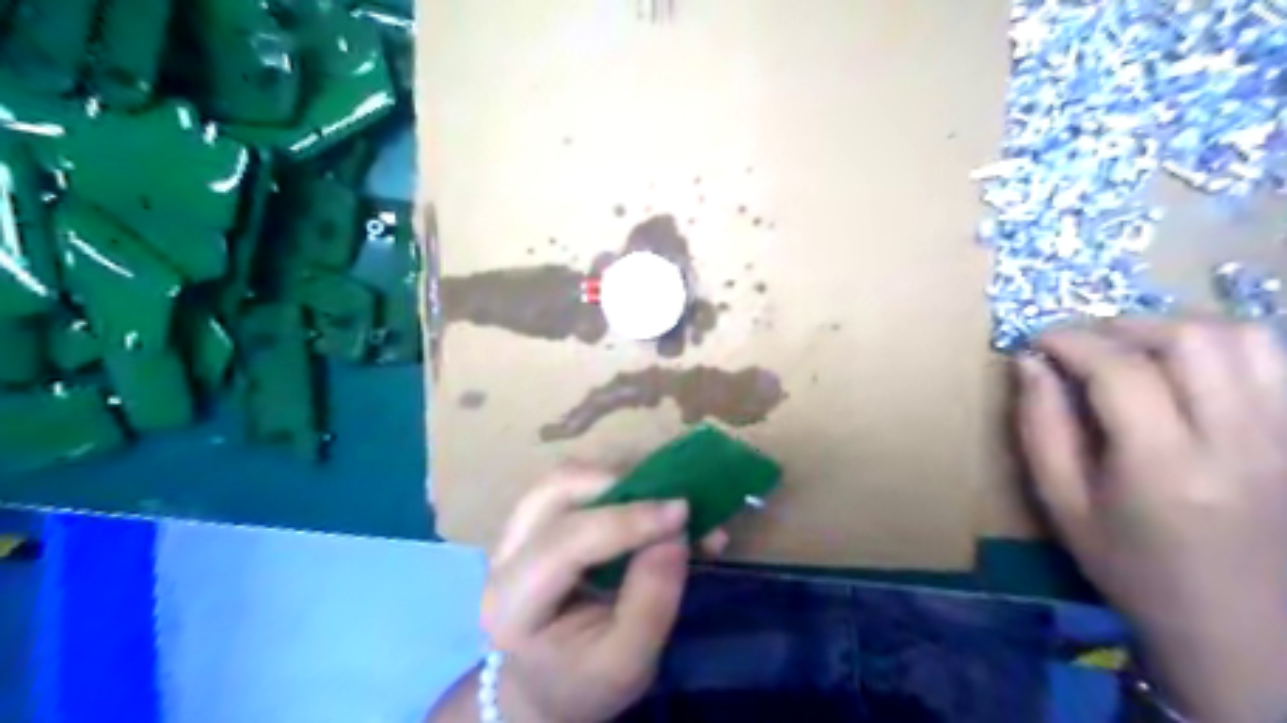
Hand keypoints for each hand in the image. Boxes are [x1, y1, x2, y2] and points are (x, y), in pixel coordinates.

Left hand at [482, 467, 722, 718]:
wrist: (546, 686)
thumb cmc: (584, 681)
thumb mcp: (627, 664)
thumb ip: (652, 601)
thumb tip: (675, 535)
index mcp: (515, 602)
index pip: (567, 540)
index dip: (628, 519)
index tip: (683, 512)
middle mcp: (505, 555)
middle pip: (555, 489)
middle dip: (618, 484)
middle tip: (668, 506)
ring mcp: (516, 532)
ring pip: (564, 477)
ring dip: (617, 480)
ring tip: (659, 507)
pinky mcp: (535, 521)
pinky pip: (575, 484)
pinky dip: (617, 485)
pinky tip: (648, 507)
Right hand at [1021, 316, 1285, 722]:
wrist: (1243, 631)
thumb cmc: (1134, 570)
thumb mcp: (1063, 506)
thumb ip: (1040, 428)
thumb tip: (1028, 364)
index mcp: (1164, 466)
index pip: (1119, 370)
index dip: (1071, 340)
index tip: (1038, 342)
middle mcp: (1239, 441)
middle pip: (1190, 339)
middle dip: (1123, 325)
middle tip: (1083, 342)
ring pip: (1244, 338)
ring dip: (1176, 326)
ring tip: (1134, 346)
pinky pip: (1275, 362)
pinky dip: (1224, 345)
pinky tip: (1187, 366)